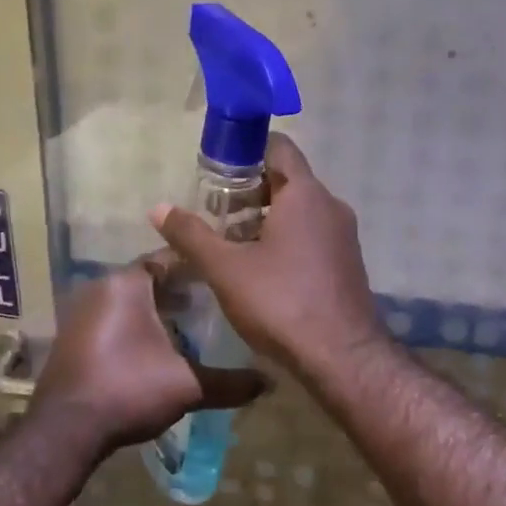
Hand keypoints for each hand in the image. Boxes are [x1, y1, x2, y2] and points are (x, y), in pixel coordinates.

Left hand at [32, 258, 267, 452]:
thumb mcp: (187, 386)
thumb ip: (230, 382)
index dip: (199, 268)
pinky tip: (159, 350)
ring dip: (158, 311)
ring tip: (192, 329)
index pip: (169, 259)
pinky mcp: (73, 338)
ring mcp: (81, 313)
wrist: (65, 430)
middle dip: (182, 291)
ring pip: (130, 302)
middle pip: (149, 280)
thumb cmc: (128, 389)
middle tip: (216, 306)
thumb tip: (270, 382)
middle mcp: (100, 288)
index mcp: (126, 284)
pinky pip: (113, 320)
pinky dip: (137, 327)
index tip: (226, 279)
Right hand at [151, 134, 386, 378]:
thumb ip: (191, 235)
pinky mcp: (347, 263)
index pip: (279, 148)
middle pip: (287, 180)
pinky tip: (261, 269)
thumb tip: (158, 209)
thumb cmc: (280, 302)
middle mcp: (331, 206)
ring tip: (232, 244)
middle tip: (217, 213)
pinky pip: (312, 236)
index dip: (246, 150)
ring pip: (300, 211)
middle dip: (250, 191)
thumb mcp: (225, 268)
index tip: (218, 170)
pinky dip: (286, 240)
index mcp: (305, 194)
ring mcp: (344, 236)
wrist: (341, 357)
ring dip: (266, 219)